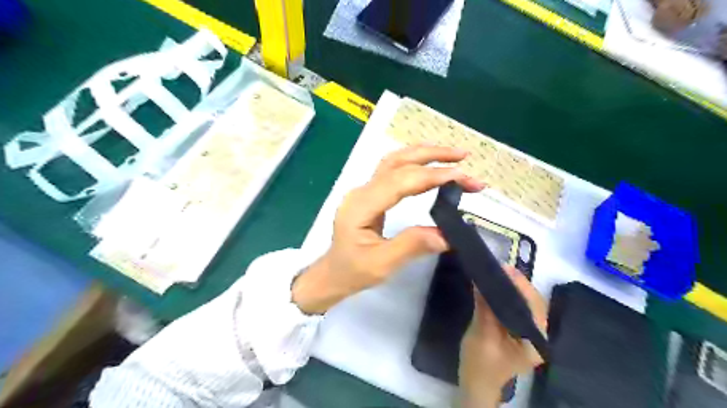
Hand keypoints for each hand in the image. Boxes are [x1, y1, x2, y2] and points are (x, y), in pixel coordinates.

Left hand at [292, 145, 484, 313]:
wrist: (332, 273)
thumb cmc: (352, 271)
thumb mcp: (381, 265)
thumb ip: (411, 246)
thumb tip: (447, 235)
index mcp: (361, 206)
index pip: (400, 181)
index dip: (431, 175)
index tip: (461, 176)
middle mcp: (362, 191)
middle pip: (398, 162)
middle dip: (432, 156)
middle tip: (463, 157)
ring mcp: (365, 190)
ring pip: (395, 161)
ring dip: (424, 154)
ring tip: (452, 156)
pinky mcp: (370, 194)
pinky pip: (393, 170)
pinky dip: (415, 162)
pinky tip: (430, 164)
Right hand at [459, 266, 545, 405]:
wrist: (475, 384)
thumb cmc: (480, 365)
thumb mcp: (482, 336)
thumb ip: (485, 309)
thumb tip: (481, 281)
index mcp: (535, 341)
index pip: (535, 306)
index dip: (522, 286)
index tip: (506, 269)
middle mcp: (538, 335)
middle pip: (533, 302)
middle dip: (518, 284)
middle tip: (500, 268)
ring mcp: (528, 332)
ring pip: (525, 303)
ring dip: (513, 287)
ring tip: (497, 272)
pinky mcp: (517, 329)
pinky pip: (516, 307)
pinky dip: (507, 295)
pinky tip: (496, 286)